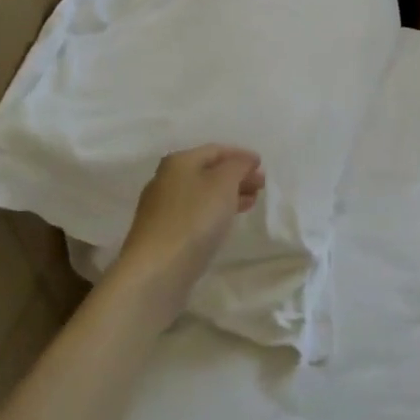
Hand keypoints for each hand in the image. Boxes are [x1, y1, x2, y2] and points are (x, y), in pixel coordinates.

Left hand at [116, 145, 264, 322]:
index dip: (241, 155)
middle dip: (236, 176)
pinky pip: (195, 213)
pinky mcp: (163, 234)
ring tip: (251, 203)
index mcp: (178, 162)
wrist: (157, 269)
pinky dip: (215, 212)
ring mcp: (162, 208)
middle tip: (261, 186)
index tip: (262, 165)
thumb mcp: (223, 184)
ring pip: (202, 193)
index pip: (215, 150)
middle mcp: (166, 180)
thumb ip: (238, 166)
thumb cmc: (194, 218)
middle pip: (207, 171)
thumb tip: (244, 160)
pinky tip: (226, 222)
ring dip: (228, 195)